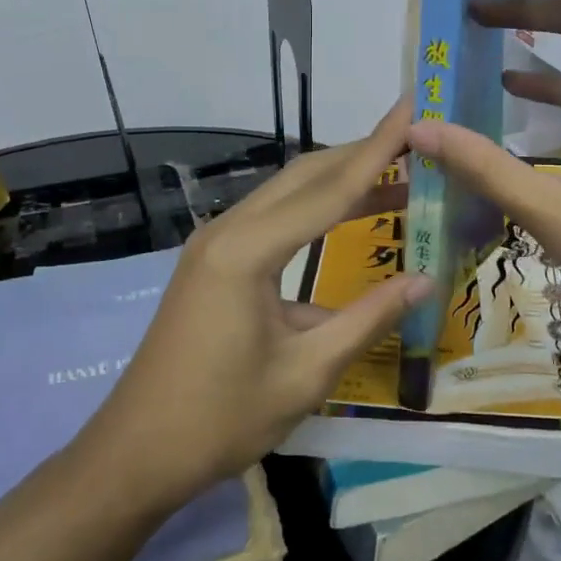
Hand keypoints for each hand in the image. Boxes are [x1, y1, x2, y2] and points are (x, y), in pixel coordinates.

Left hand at [85, 102, 432, 506]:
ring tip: (397, 174)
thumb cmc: (222, 419)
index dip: (378, 150)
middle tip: (416, 141)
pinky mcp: (212, 261)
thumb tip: (424, 279)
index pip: (329, 189)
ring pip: (286, 193)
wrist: (136, 452)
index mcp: (247, 251)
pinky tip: (344, 218)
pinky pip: (271, 219)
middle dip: (361, 154)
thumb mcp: (306, 372)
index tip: (412, 108)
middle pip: (304, 176)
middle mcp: (227, 231)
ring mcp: (214, 243)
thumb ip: (367, 318)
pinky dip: (313, 210)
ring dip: (338, 181)